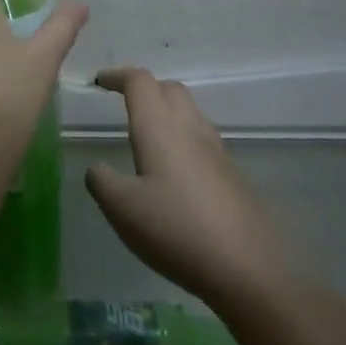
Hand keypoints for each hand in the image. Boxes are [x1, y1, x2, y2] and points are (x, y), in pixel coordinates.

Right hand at [86, 68, 320, 323]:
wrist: (248, 268)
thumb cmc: (176, 230)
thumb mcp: (121, 209)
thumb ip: (101, 181)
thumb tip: (97, 169)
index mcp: (160, 128)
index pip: (140, 81)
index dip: (118, 76)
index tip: (99, 82)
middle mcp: (191, 129)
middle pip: (170, 89)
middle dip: (145, 88)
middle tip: (123, 104)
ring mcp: (217, 151)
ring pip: (190, 113)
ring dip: (167, 112)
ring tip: (147, 137)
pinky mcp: (232, 175)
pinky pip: (203, 141)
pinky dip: (183, 139)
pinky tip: (174, 173)